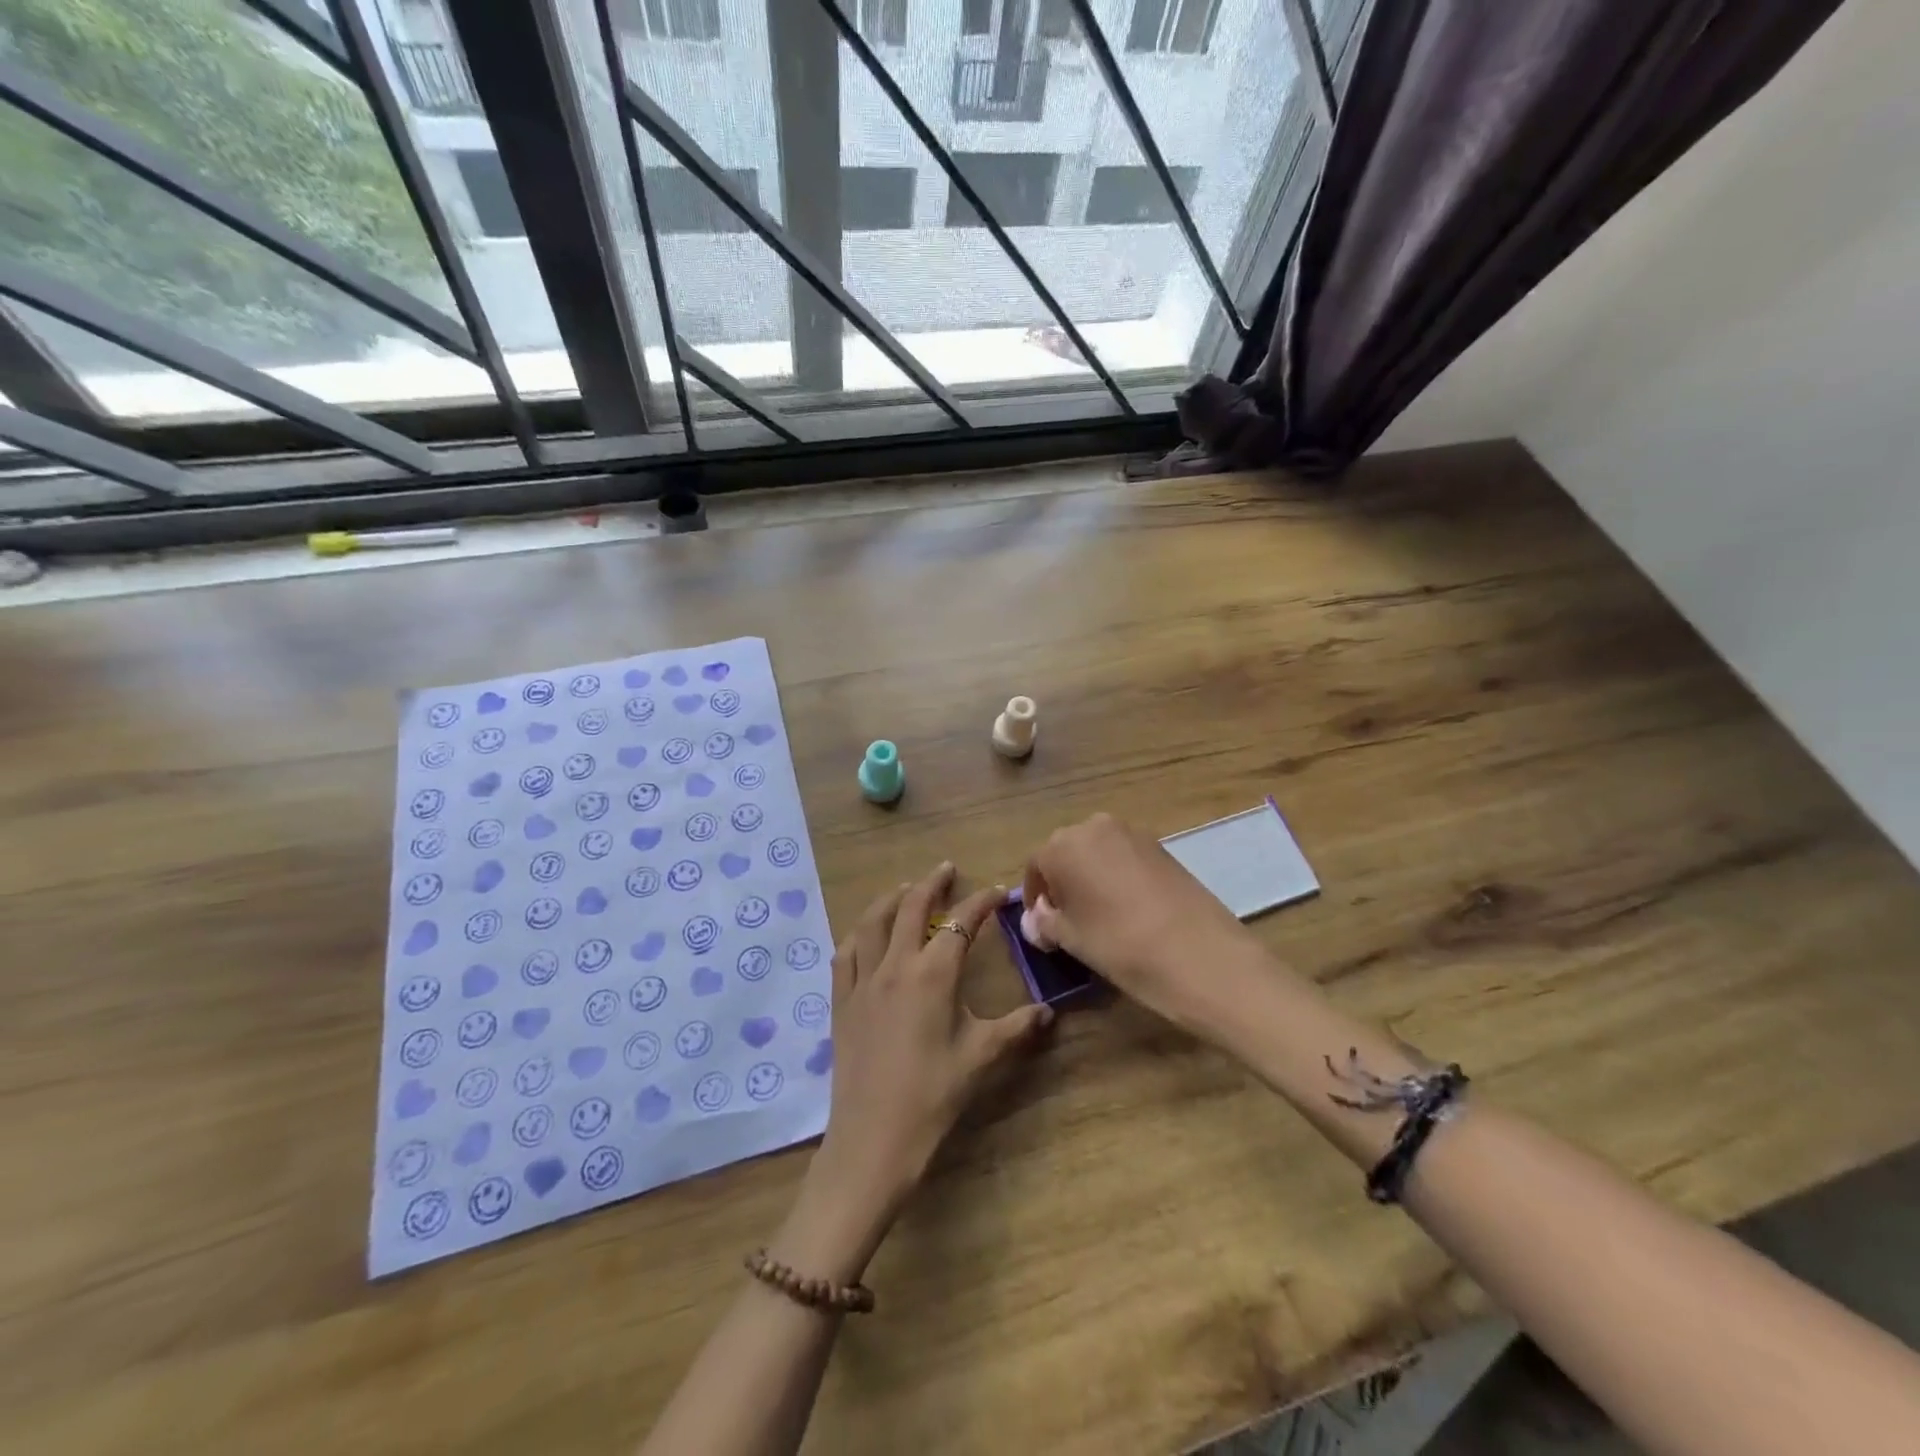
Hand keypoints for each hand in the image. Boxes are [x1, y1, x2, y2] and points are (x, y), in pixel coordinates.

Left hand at [808, 863, 1053, 1231]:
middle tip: (946, 869)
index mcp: (932, 975)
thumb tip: (1049, 1013)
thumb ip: (1016, 1028)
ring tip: (905, 889)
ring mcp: (862, 982)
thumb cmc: (933, 1096)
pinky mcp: (841, 1001)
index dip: (981, 902)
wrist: (873, 1138)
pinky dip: (858, 933)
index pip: (961, 923)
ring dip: (891, 899)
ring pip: (872, 923)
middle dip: (931, 884)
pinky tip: (865, 934)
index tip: (997, 891)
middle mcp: (895, 966)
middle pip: (910, 908)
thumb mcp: (980, 1058)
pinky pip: (845, 954)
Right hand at [1022, 813, 1263, 1037]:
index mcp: (1062, 846)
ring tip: (1098, 915)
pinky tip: (1127, 908)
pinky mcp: (1161, 846)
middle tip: (1067, 919)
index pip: (1036, 866)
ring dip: (1090, 877)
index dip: (1036, 896)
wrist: (1200, 953)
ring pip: (1097, 853)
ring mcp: (1131, 833)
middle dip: (1062, 882)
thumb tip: (1035, 919)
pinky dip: (1117, 876)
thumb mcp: (1072, 940)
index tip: (1041, 925)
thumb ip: (1046, 923)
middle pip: (1066, 852)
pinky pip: (1124, 857)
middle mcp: (1093, 827)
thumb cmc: (1120, 945)